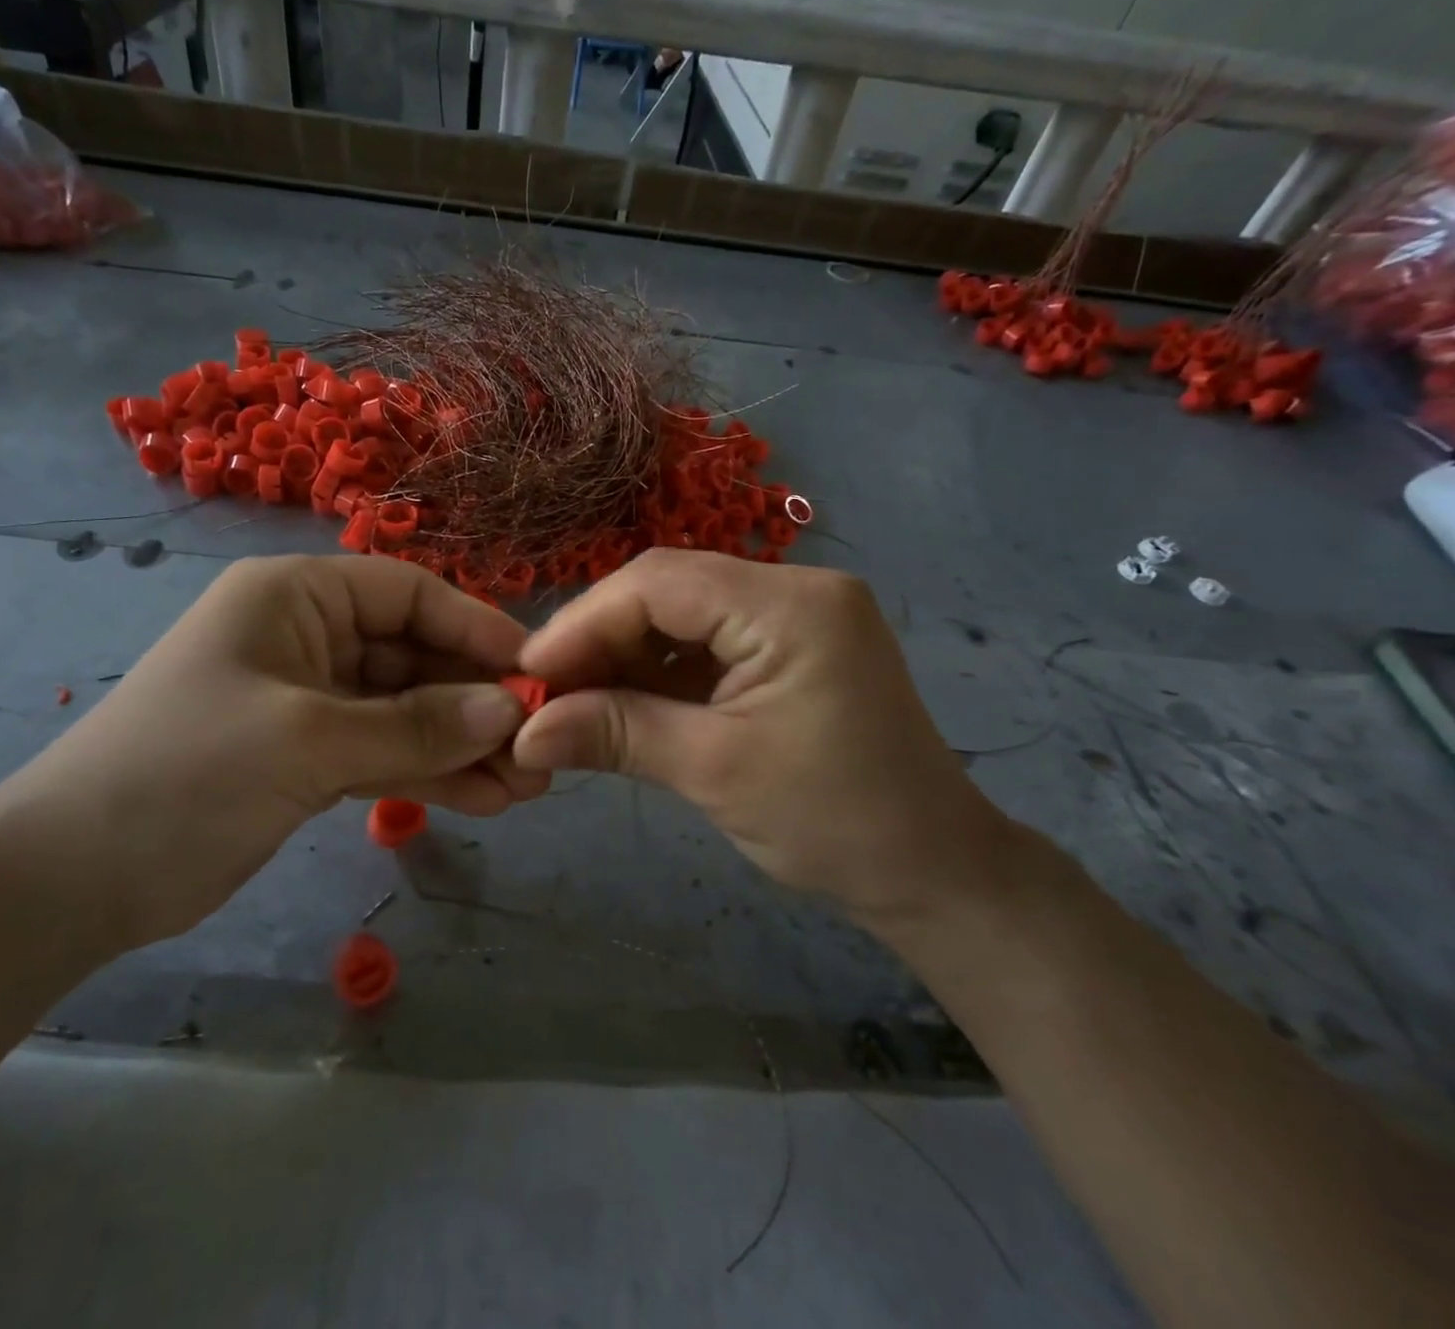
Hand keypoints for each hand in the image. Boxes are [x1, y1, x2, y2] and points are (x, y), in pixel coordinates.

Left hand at [0, 555, 547, 949]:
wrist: (71, 880)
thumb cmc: (185, 774)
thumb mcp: (306, 741)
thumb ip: (413, 725)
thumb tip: (506, 711)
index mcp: (295, 597)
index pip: (408, 592)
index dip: (474, 627)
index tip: (533, 672)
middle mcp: (307, 635)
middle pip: (413, 655)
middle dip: (474, 701)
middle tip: (538, 747)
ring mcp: (310, 699)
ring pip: (405, 711)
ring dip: (460, 745)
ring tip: (525, 787)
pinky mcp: (308, 755)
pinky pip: (384, 751)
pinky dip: (428, 772)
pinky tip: (482, 799)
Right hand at [511, 550, 1014, 930]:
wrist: (932, 871)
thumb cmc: (833, 822)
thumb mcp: (713, 771)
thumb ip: (615, 734)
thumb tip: (522, 732)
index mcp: (790, 605)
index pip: (659, 583)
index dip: (583, 622)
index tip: (529, 675)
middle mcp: (794, 588)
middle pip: (666, 590)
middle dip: (598, 638)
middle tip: (544, 693)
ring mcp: (793, 614)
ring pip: (678, 613)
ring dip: (622, 655)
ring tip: (573, 701)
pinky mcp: (787, 645)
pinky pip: (703, 640)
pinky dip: (656, 669)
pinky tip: (621, 701)